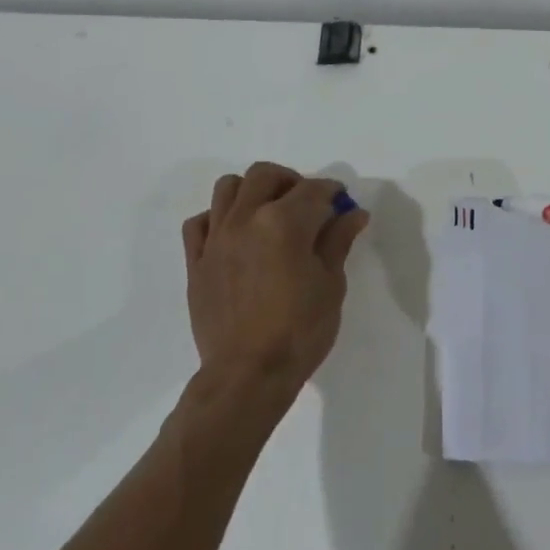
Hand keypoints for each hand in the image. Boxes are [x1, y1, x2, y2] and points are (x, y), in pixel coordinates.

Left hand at [182, 162, 369, 417]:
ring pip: (227, 188)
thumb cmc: (299, 331)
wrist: (248, 374)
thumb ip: (338, 241)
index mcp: (283, 222)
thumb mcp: (330, 285)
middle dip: (291, 181)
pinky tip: (235, 235)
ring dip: (252, 191)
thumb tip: (353, 213)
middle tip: (307, 205)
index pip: (313, 190)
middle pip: (265, 175)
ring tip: (268, 213)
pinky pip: (199, 222)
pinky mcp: (196, 260)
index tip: (341, 203)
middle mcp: (245, 218)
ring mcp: (216, 238)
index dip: (332, 192)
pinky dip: (218, 218)